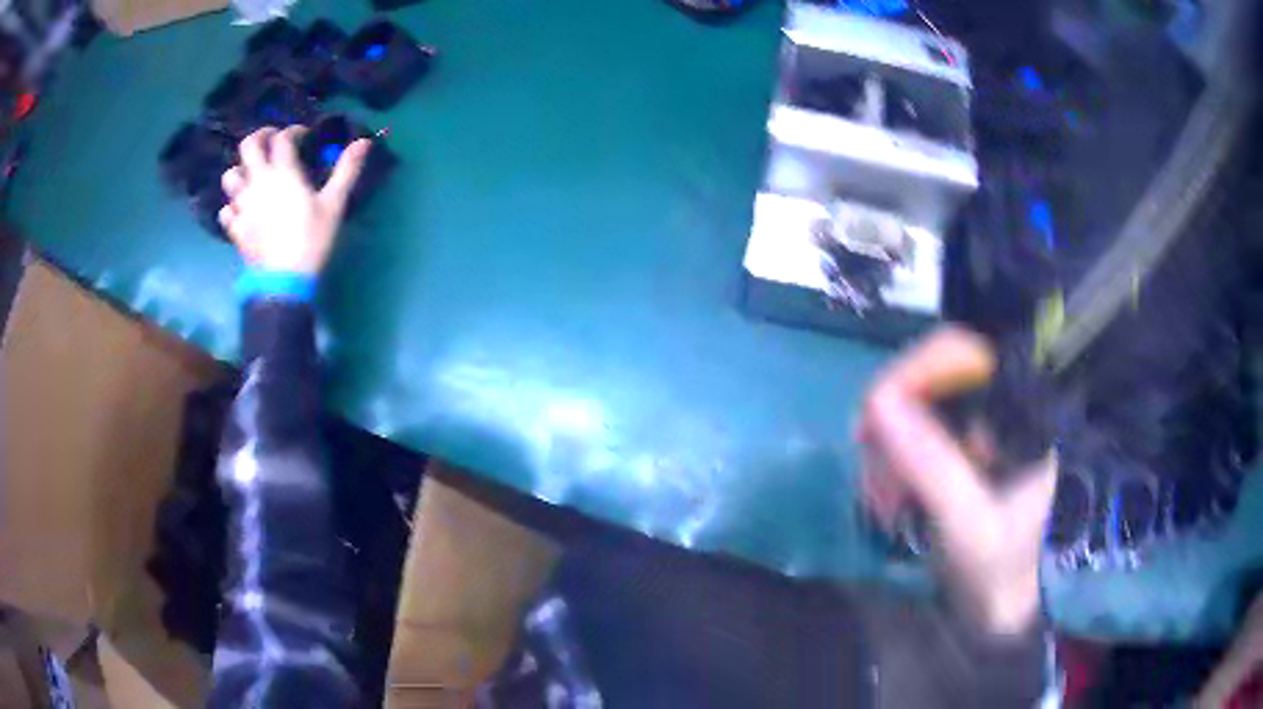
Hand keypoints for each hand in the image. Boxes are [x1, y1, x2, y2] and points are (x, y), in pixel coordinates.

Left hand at [219, 126, 371, 274]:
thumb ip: (347, 170)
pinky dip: (232, 205)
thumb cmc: (311, 239)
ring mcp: (242, 205)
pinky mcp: (235, 227)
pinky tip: (242, 209)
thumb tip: (364, 141)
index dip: (293, 131)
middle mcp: (257, 182)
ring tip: (253, 174)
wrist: (284, 280)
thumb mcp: (334, 204)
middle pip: (248, 146)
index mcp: (282, 172)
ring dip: (241, 170)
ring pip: (230, 176)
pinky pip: (226, 209)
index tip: (303, 136)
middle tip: (271, 140)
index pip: (282, 138)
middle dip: (260, 136)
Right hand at [859, 327, 1055, 635]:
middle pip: (927, 381)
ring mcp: (972, 431)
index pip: (961, 353)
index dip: (915, 372)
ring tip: (882, 505)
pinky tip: (887, 503)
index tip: (876, 416)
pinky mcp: (953, 454)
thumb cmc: (1004, 568)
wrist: (1007, 608)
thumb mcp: (971, 523)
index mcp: (1019, 410)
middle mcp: (996, 408)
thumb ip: (932, 464)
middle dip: (891, 427)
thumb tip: (878, 403)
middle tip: (876, 481)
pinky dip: (889, 469)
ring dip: (885, 454)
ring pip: (911, 412)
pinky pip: (907, 441)